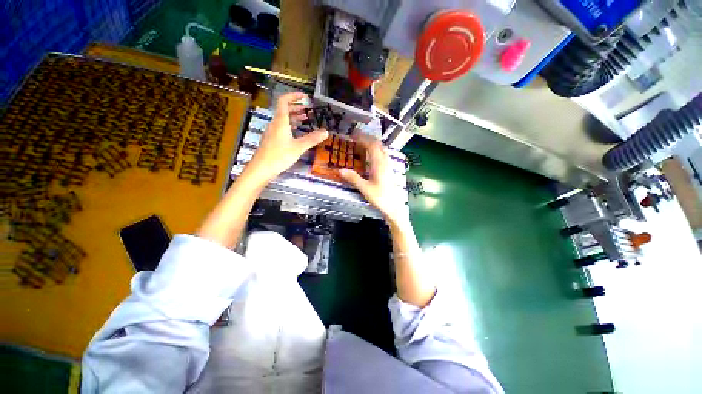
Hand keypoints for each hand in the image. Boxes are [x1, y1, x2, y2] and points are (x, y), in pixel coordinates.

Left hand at [246, 92, 328, 182]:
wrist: (262, 169)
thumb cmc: (280, 156)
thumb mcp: (299, 147)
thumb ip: (312, 139)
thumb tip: (326, 132)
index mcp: (280, 121)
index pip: (284, 101)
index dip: (294, 96)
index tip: (305, 97)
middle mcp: (275, 124)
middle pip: (284, 109)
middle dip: (297, 107)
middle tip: (308, 110)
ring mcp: (272, 132)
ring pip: (283, 119)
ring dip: (294, 117)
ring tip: (305, 119)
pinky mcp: (272, 140)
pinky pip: (282, 127)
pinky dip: (291, 126)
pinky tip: (297, 132)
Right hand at [338, 133, 408, 223]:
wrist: (394, 207)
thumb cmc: (380, 198)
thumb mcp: (365, 189)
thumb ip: (353, 178)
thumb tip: (340, 170)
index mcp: (379, 164)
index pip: (371, 145)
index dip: (362, 138)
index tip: (352, 136)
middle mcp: (385, 162)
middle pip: (378, 144)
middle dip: (367, 138)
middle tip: (355, 137)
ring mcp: (388, 165)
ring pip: (382, 148)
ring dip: (372, 143)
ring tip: (362, 143)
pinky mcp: (389, 169)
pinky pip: (383, 154)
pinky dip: (376, 150)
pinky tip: (371, 155)